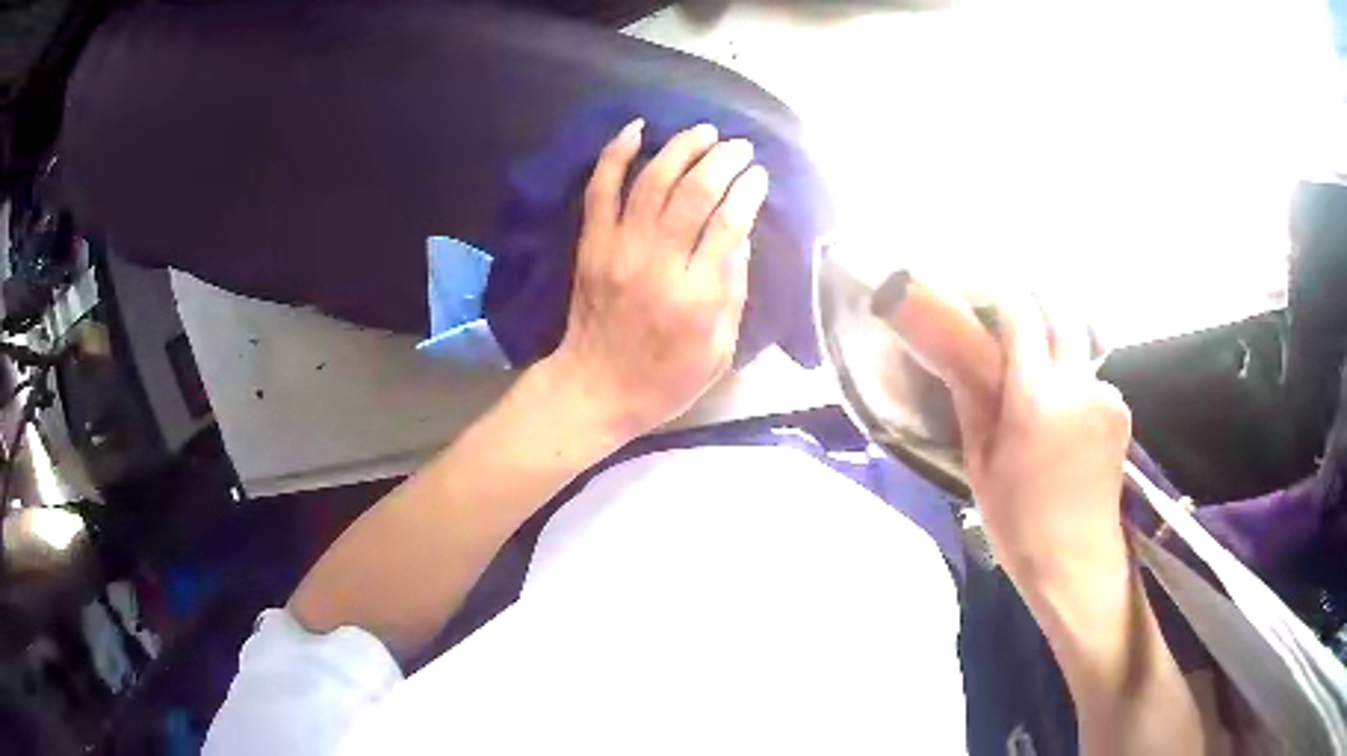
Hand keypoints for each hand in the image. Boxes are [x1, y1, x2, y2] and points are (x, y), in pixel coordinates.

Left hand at [545, 120, 769, 438]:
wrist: (595, 389)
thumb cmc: (665, 379)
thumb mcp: (719, 351)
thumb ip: (734, 291)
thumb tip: (740, 234)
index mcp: (696, 297)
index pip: (728, 225)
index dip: (748, 191)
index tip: (759, 175)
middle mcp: (657, 264)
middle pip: (694, 193)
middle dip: (723, 160)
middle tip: (739, 147)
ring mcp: (618, 249)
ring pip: (652, 181)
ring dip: (681, 148)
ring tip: (704, 132)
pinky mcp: (590, 244)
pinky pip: (601, 189)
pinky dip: (616, 154)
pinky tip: (638, 129)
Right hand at [949, 295, 1132, 587]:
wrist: (1075, 561)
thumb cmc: (1017, 521)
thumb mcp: (981, 463)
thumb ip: (975, 399)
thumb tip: (962, 353)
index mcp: (1035, 398)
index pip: (1022, 317)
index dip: (1004, 299)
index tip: (988, 298)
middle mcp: (1076, 383)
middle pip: (1061, 313)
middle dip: (1038, 303)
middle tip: (1016, 318)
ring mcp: (1105, 394)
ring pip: (1080, 345)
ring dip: (1059, 346)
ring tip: (1042, 375)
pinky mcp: (1121, 409)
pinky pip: (1093, 377)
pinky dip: (1076, 379)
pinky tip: (1066, 412)